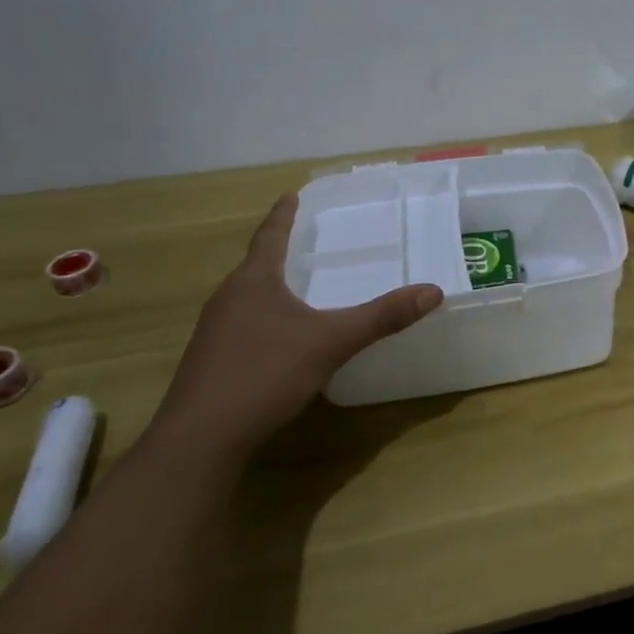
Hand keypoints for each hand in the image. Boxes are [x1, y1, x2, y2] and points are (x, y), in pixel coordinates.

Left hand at [150, 194, 443, 463]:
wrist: (200, 439)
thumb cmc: (264, 374)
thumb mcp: (331, 342)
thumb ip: (381, 317)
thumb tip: (432, 291)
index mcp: (252, 282)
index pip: (269, 236)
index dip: (283, 215)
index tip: (291, 194)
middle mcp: (227, 299)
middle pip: (256, 265)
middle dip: (279, 251)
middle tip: (304, 239)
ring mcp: (214, 332)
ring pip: (247, 297)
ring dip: (271, 286)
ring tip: (296, 285)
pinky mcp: (211, 362)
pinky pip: (242, 325)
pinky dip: (265, 318)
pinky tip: (281, 337)